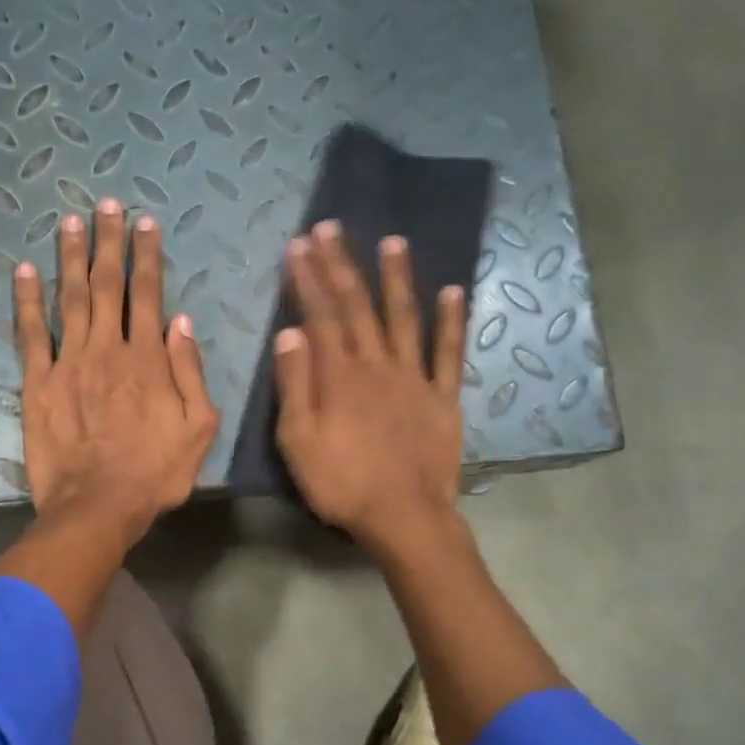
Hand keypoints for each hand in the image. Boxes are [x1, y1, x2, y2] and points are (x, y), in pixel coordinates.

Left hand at [13, 198, 218, 550]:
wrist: (98, 506)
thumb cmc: (155, 473)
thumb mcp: (198, 429)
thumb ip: (191, 372)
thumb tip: (181, 322)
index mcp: (148, 359)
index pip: (148, 294)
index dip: (146, 256)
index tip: (144, 223)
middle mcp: (107, 349)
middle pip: (106, 285)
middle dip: (107, 242)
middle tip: (105, 205)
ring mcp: (68, 363)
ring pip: (69, 298)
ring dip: (69, 257)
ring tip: (69, 222)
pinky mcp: (37, 383)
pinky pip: (30, 334)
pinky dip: (26, 301)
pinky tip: (23, 271)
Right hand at [273, 222, 466, 555]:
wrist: (404, 516)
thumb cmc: (342, 483)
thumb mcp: (298, 441)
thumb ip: (294, 385)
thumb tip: (290, 332)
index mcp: (339, 376)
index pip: (320, 315)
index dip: (309, 278)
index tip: (299, 244)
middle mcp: (377, 365)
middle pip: (357, 307)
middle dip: (342, 265)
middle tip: (331, 228)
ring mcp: (414, 378)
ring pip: (404, 318)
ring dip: (397, 279)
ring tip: (393, 241)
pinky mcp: (443, 398)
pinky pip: (448, 354)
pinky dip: (451, 322)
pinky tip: (454, 291)